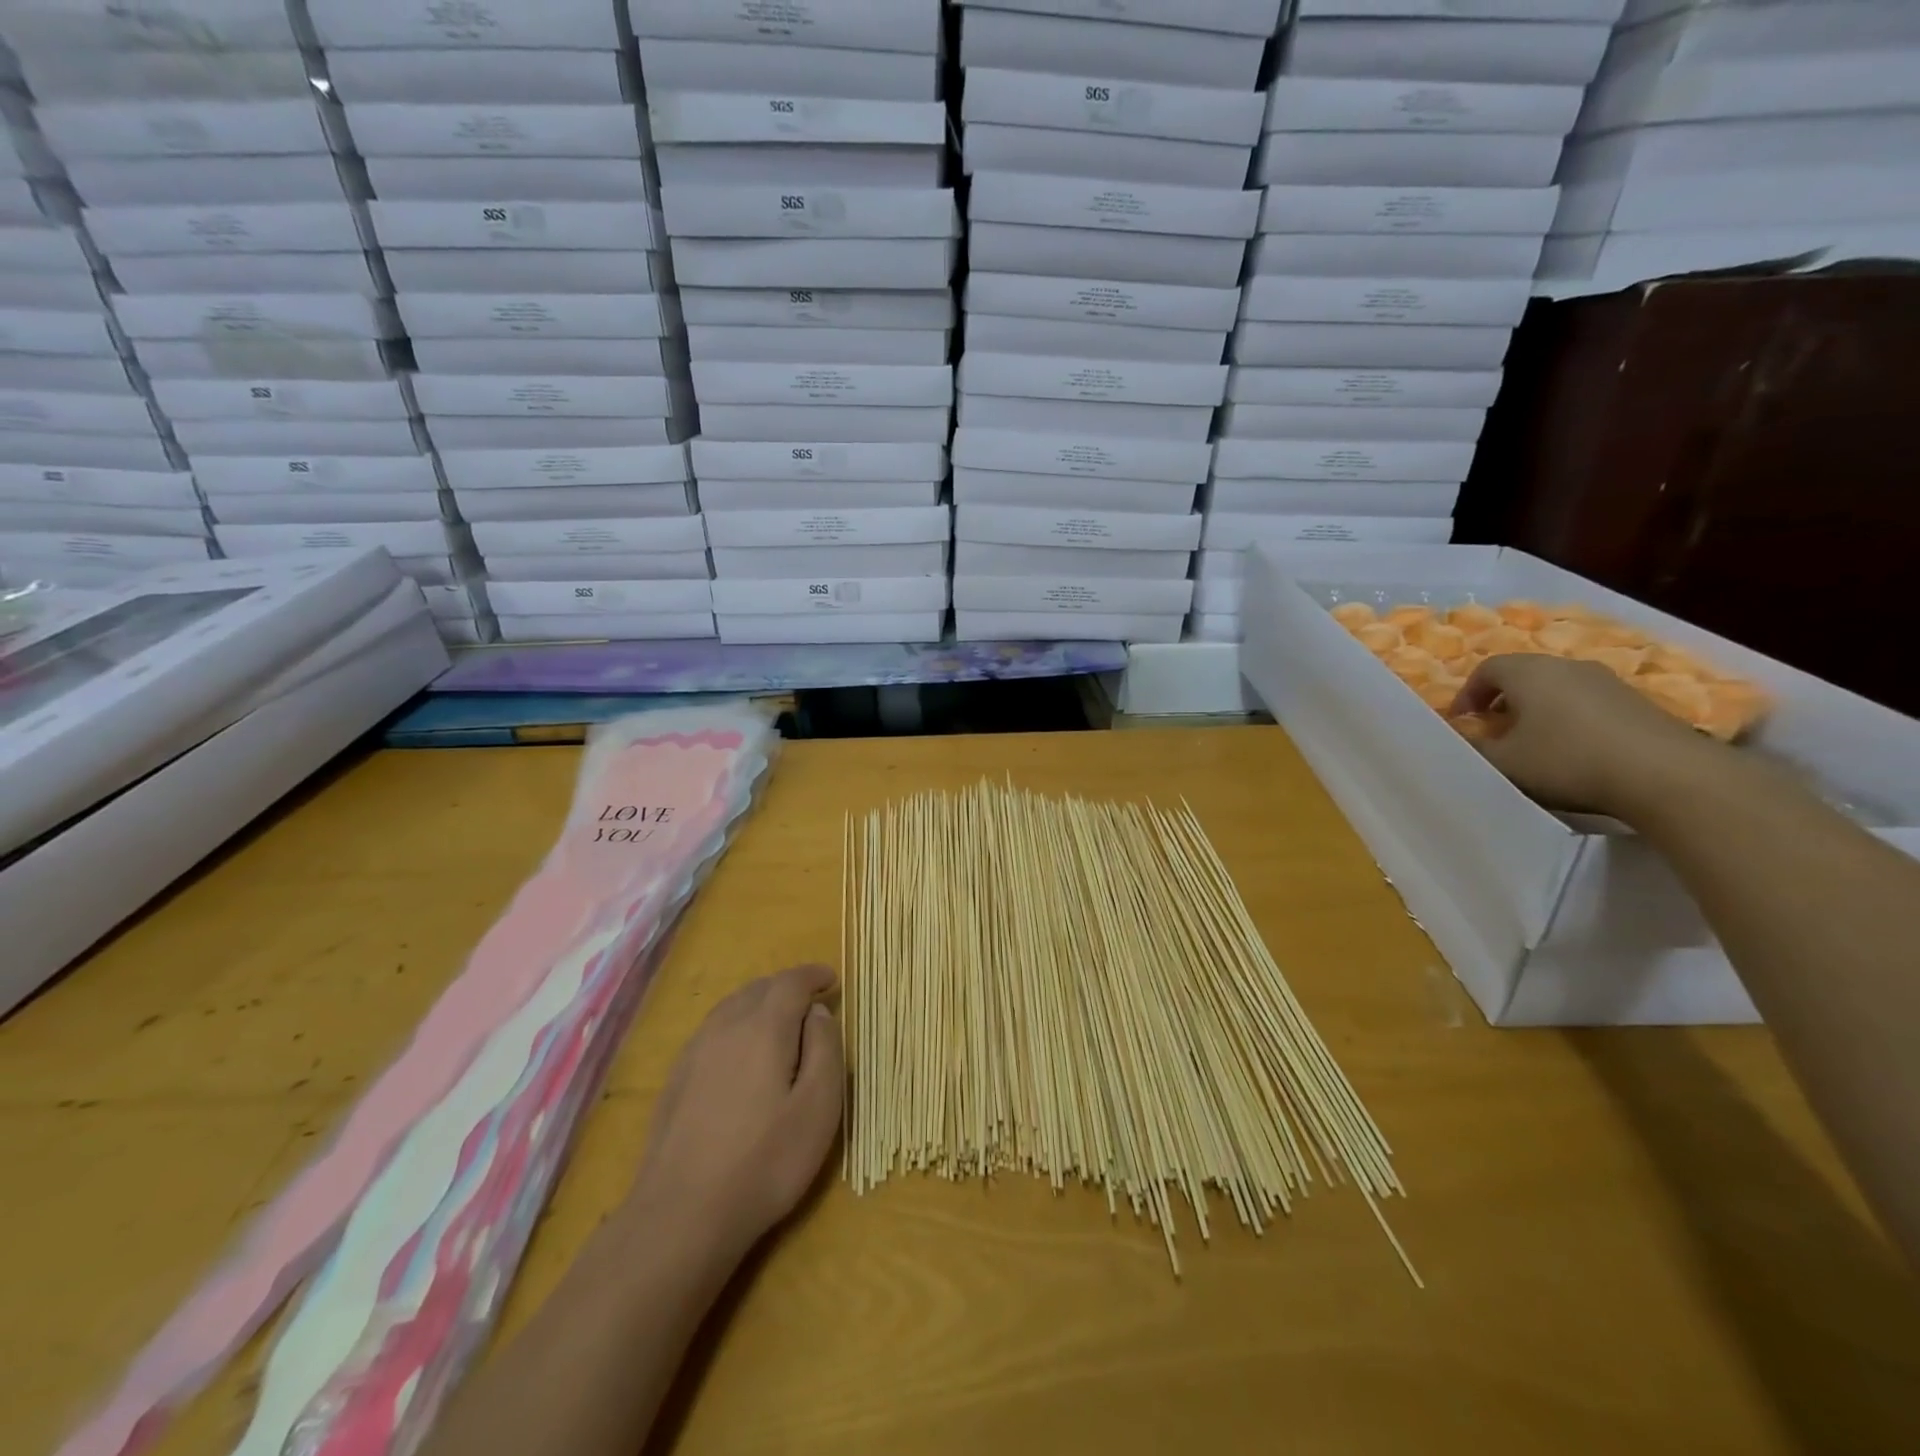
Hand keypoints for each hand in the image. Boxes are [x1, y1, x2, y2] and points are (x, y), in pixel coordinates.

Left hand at [627, 963, 843, 1265]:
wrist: (681, 1215)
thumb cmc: (765, 1162)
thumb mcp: (819, 1108)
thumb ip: (825, 1049)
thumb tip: (816, 1012)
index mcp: (764, 1027)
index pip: (791, 982)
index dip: (814, 975)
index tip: (832, 980)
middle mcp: (726, 1027)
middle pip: (759, 988)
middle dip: (787, 988)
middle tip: (811, 1004)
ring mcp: (695, 1051)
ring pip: (732, 1007)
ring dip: (760, 1004)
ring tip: (779, 1024)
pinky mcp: (676, 1078)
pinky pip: (713, 1031)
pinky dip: (736, 1026)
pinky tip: (741, 1056)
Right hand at [1452, 653, 1716, 815]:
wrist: (1667, 775)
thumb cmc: (1567, 760)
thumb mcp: (1503, 762)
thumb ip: (1473, 746)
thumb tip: (1461, 736)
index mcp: (1529, 672)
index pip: (1486, 669)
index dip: (1467, 694)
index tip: (1462, 722)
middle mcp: (1567, 666)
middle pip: (1524, 674)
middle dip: (1502, 700)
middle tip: (1493, 731)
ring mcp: (1608, 681)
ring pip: (1558, 688)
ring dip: (1537, 710)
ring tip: (1532, 743)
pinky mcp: (1638, 702)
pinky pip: (1588, 702)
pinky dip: (1570, 718)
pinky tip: (1573, 750)